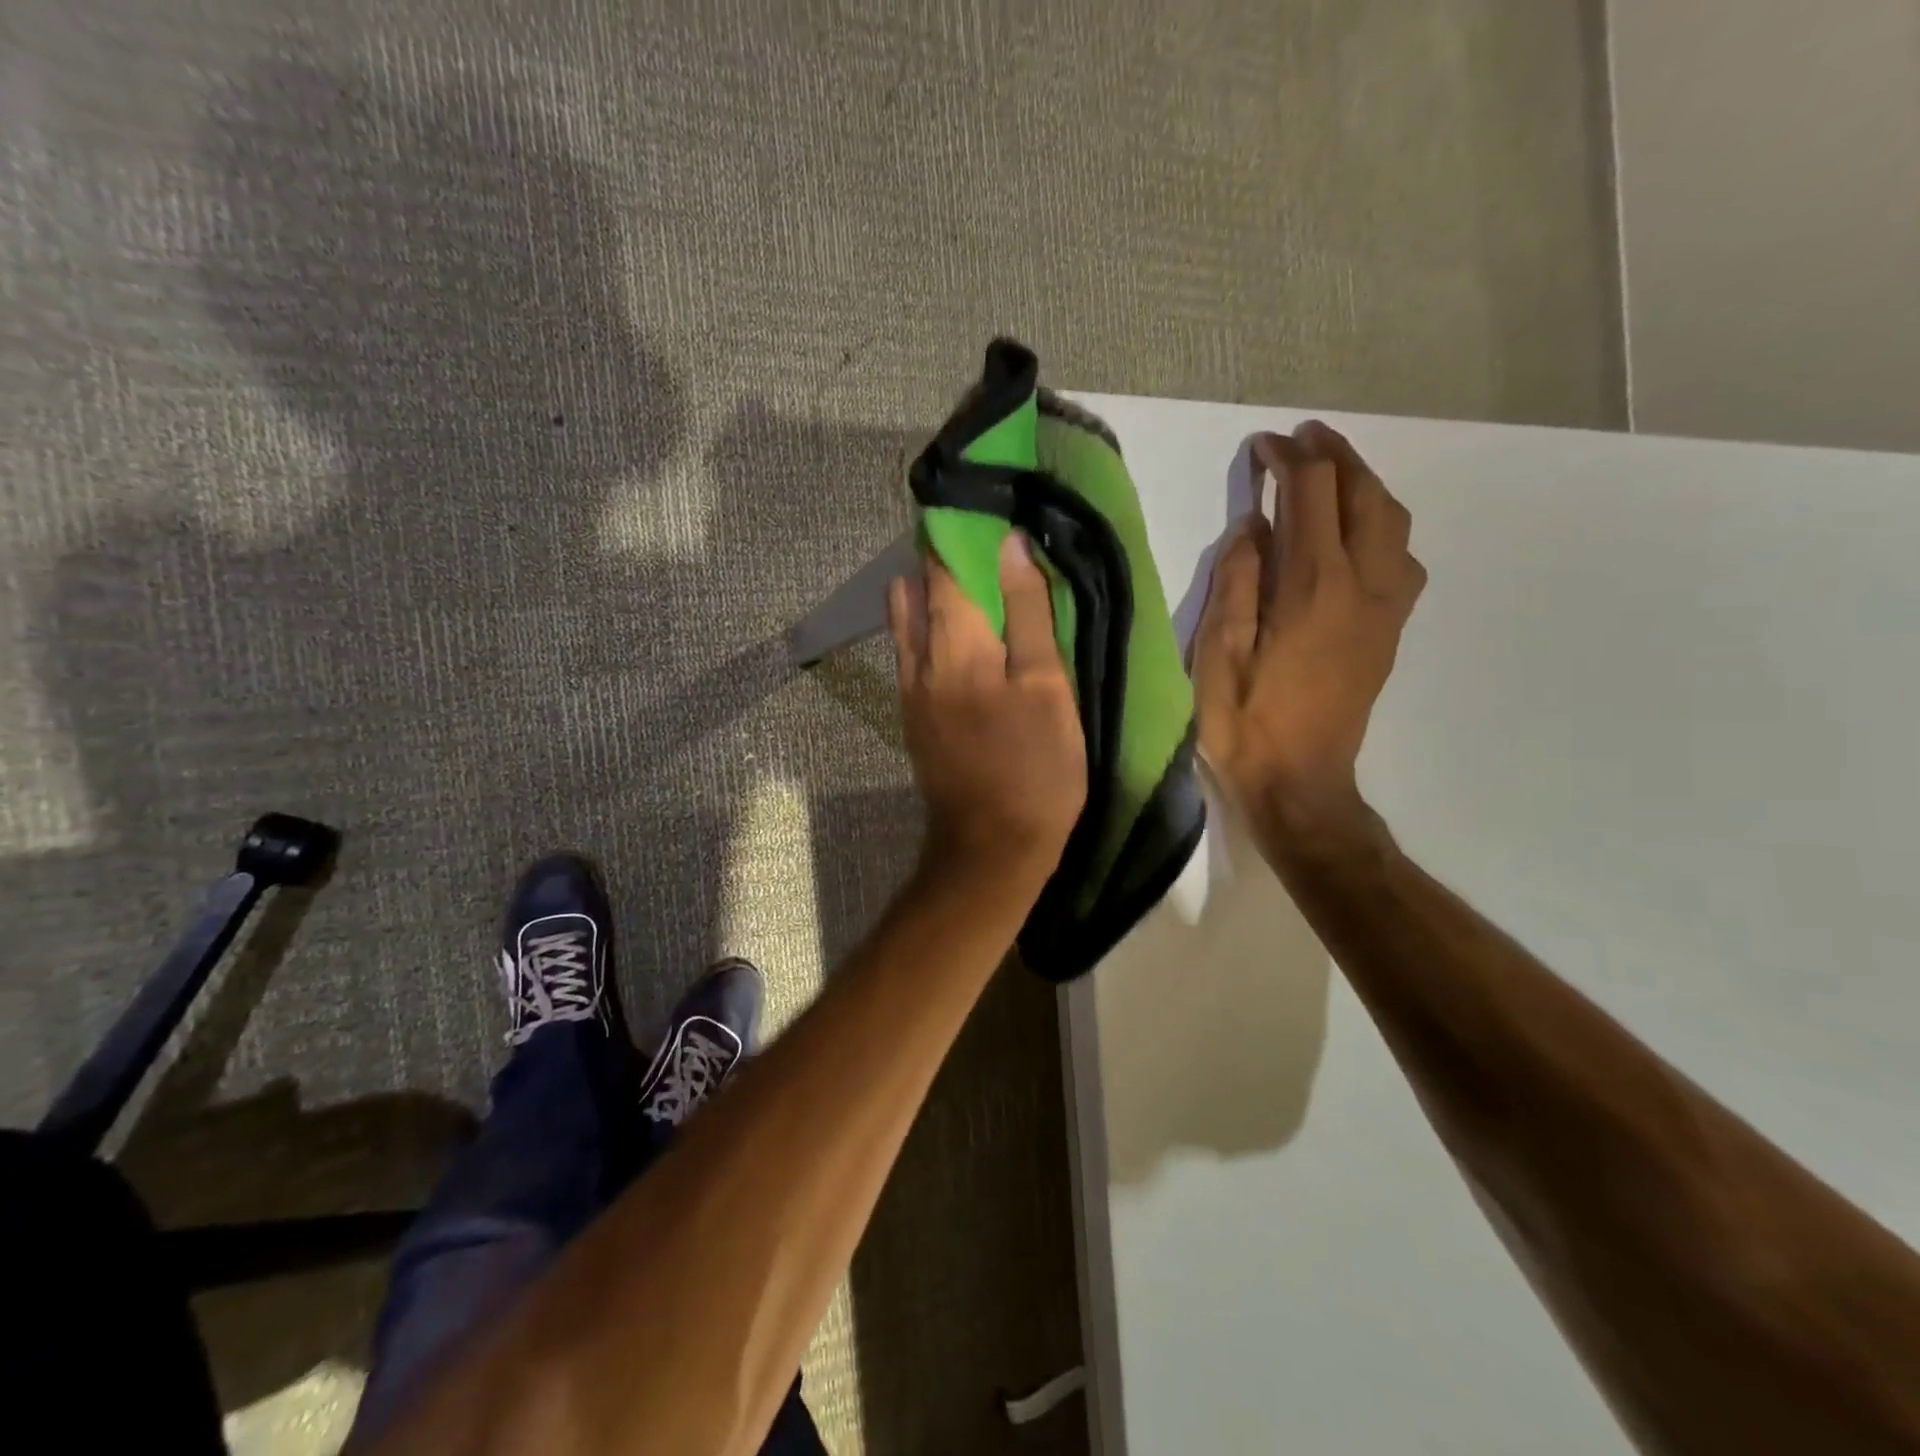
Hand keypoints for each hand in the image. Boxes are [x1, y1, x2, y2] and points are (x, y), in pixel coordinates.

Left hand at [888, 531, 1087, 889]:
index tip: (985, 508)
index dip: (958, 528)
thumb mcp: (1046, 687)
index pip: (940, 562)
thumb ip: (1026, 613)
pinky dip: (933, 627)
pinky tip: (968, 635)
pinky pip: (914, 650)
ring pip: (910, 618)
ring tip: (980, 587)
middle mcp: (917, 657)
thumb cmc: (1034, 767)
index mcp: (953, 642)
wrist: (991, 846)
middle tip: (989, 545)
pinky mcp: (912, 713)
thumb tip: (1009, 545)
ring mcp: (908, 688)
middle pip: (917, 585)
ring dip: (936, 591)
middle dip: (945, 555)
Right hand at [1193, 421, 1424, 828]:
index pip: (1310, 496)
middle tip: (1304, 438)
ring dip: (1365, 486)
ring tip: (1332, 474)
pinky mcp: (1389, 631)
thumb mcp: (1218, 654)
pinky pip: (1400, 558)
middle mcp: (1360, 586)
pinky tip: (1356, 535)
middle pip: (1364, 496)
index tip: (1262, 447)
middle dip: (1336, 456)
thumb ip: (1237, 583)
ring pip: (1392, 523)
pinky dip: (1381, 526)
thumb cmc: (1245, 722)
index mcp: (1312, 587)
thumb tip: (1252, 528)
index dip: (1288, 460)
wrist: (1299, 782)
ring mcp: (1383, 609)